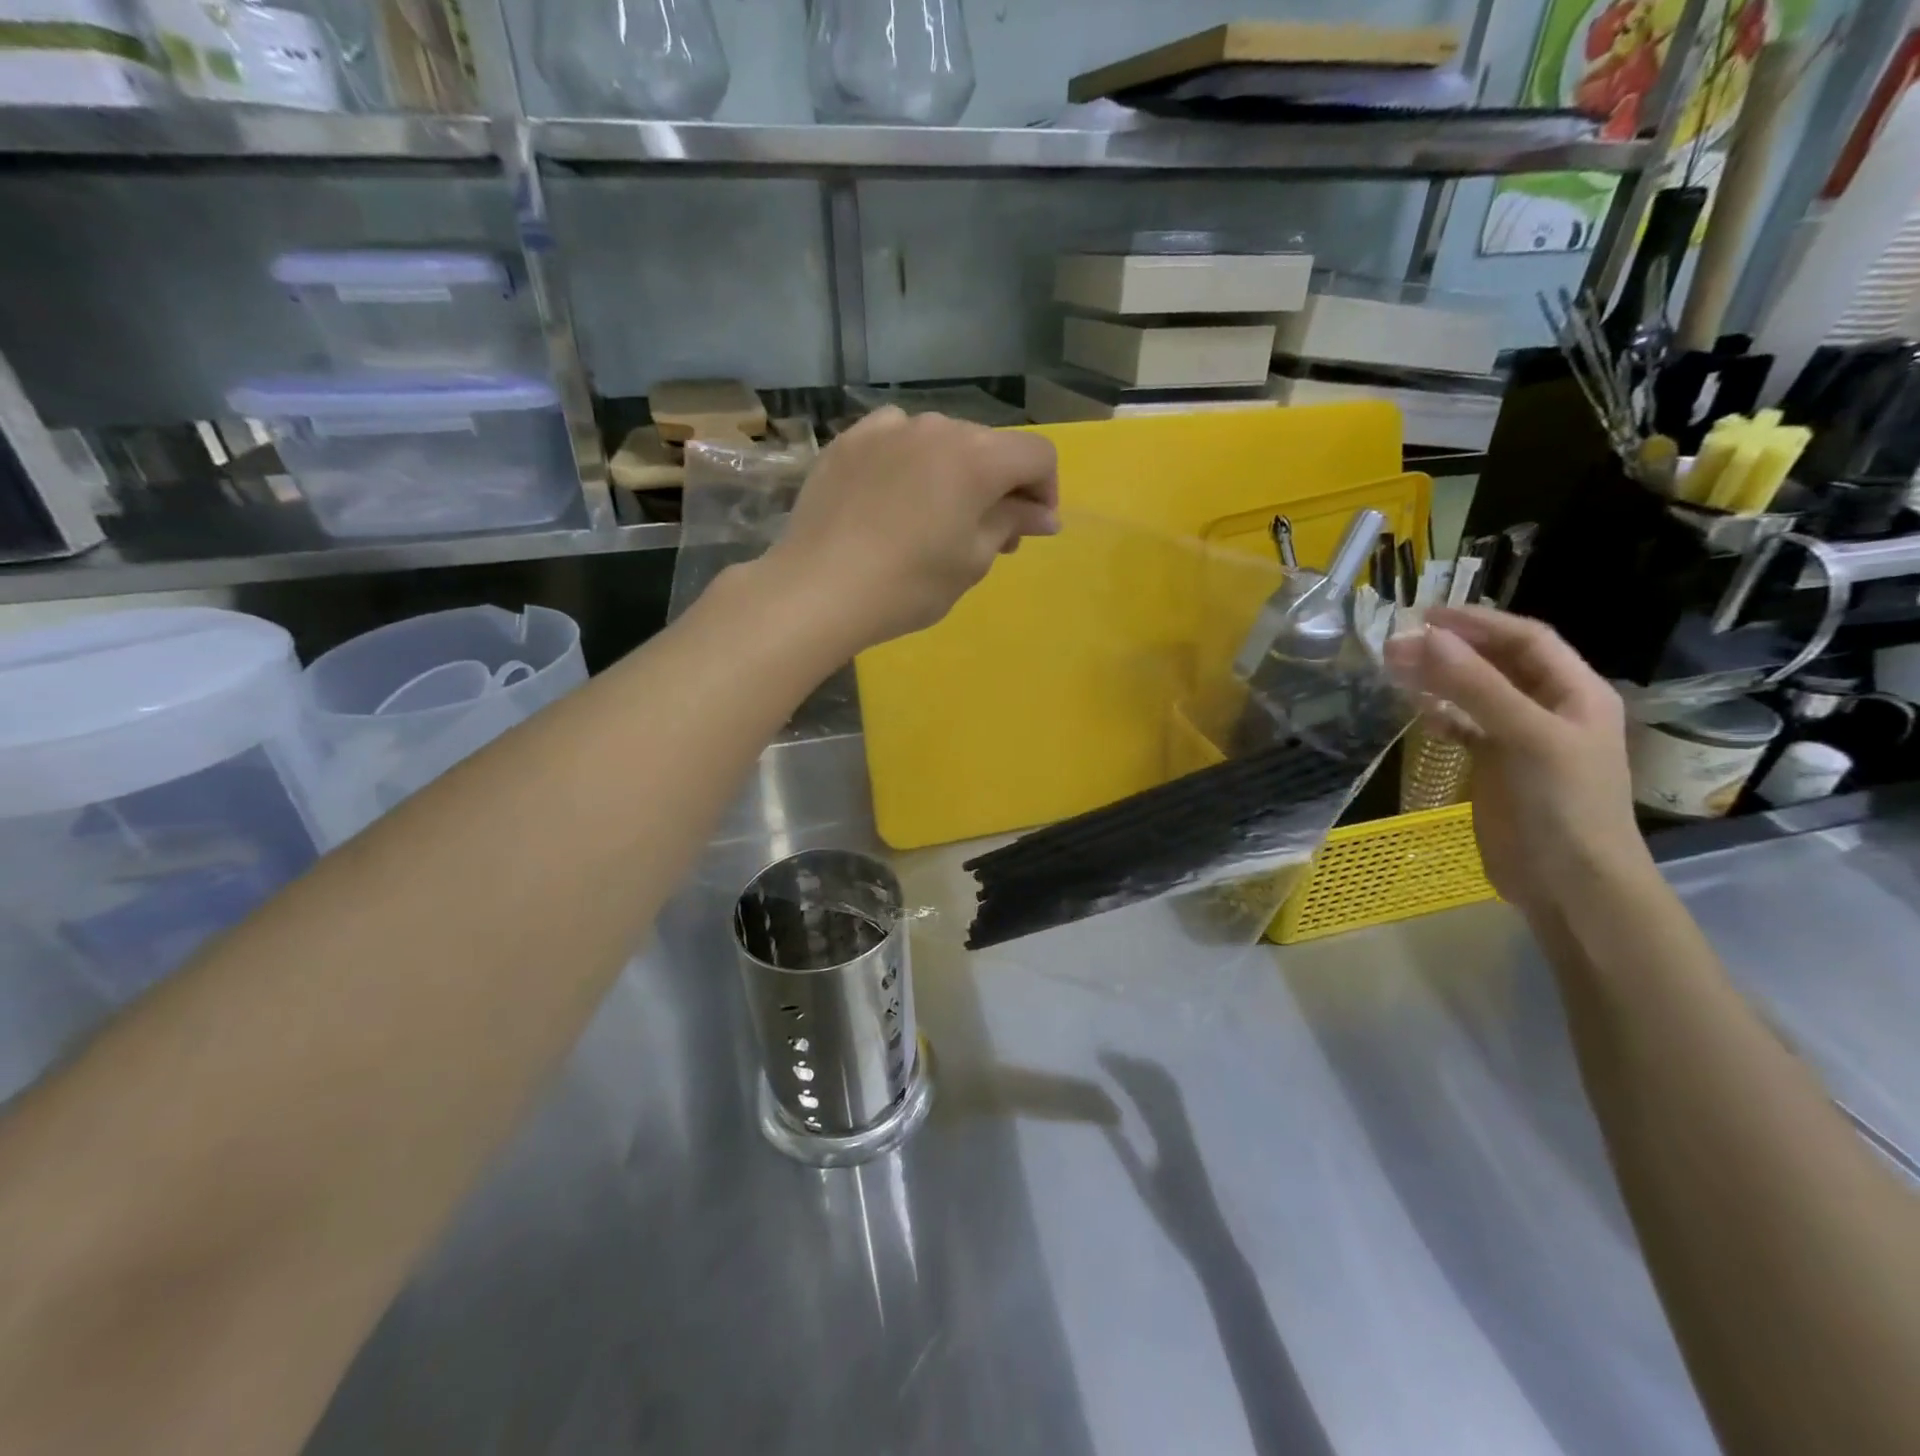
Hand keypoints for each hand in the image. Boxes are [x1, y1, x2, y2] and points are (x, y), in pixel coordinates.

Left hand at [761, 407, 1059, 653]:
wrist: (818, 589)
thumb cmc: (909, 584)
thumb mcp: (972, 562)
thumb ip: (1011, 524)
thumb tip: (1043, 514)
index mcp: (977, 457)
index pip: (1037, 455)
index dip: (1046, 490)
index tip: (1031, 529)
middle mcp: (937, 427)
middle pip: (989, 446)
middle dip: (1000, 486)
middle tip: (988, 535)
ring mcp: (888, 429)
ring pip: (941, 441)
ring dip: (953, 473)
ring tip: (935, 517)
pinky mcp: (849, 441)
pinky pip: (895, 439)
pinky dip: (908, 462)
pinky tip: (893, 496)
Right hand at [1385, 605, 1649, 920]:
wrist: (1570, 883)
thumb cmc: (1562, 804)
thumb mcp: (1525, 737)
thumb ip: (1476, 687)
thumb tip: (1424, 638)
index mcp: (1575, 693)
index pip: (1525, 639)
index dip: (1478, 623)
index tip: (1424, 616)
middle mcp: (1549, 709)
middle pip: (1497, 664)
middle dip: (1450, 650)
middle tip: (1396, 646)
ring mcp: (1521, 739)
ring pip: (1476, 695)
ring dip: (1440, 680)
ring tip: (1396, 670)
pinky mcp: (1496, 768)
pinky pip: (1466, 729)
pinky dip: (1442, 717)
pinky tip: (1418, 714)